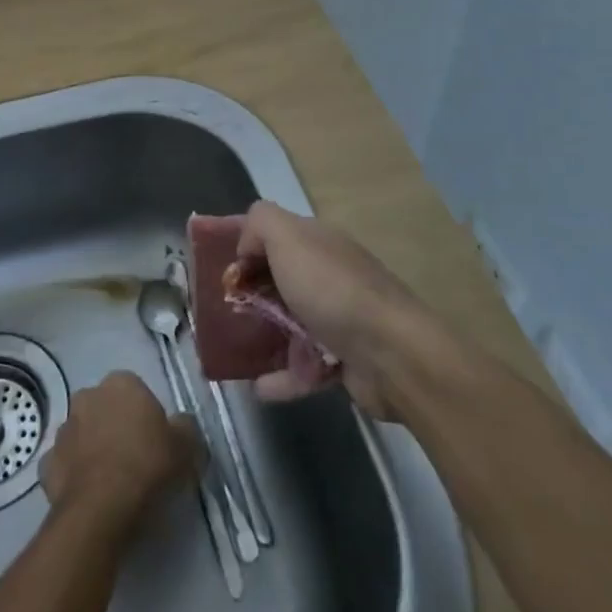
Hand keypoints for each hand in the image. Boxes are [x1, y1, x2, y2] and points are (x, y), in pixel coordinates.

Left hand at [40, 372, 198, 526]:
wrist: (101, 510)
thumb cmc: (147, 466)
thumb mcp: (186, 445)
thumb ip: (184, 427)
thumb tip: (180, 425)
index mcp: (121, 383)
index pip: (135, 389)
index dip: (145, 415)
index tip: (154, 440)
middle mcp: (87, 396)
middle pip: (105, 408)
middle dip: (114, 425)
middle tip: (133, 457)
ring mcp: (63, 430)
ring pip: (82, 434)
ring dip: (92, 448)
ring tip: (110, 480)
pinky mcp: (46, 464)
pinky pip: (65, 464)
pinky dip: (73, 475)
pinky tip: (88, 494)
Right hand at [196, 202, 433, 419]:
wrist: (393, 354)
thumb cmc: (333, 290)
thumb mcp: (289, 237)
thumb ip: (260, 224)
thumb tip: (246, 248)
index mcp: (317, 242)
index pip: (274, 234)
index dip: (245, 246)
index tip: (219, 269)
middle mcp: (328, 274)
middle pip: (279, 278)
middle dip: (249, 292)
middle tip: (222, 311)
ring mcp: (338, 318)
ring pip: (290, 323)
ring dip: (263, 335)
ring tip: (235, 350)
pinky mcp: (344, 359)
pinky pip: (305, 367)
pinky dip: (282, 377)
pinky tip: (259, 388)